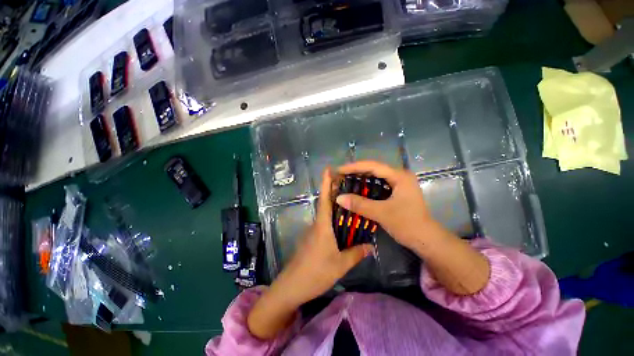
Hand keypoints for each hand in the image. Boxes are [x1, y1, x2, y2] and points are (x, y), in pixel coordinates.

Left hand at [247, 168, 372, 339]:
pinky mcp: (312, 239)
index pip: (324, 199)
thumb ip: (356, 254)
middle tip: (348, 182)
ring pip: (325, 214)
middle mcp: (317, 224)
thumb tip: (370, 246)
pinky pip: (324, 224)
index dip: (326, 183)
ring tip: (350, 200)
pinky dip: (333, 219)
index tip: (328, 169)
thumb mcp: (340, 265)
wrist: (291, 286)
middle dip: (334, 190)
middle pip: (326, 203)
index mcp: (322, 225)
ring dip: (335, 205)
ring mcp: (313, 232)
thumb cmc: (315, 272)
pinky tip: (342, 224)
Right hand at [335, 161, 439, 250]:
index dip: (354, 167)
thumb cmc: (407, 224)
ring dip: (361, 178)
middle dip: (356, 171)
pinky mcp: (397, 191)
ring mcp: (399, 183)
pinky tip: (358, 189)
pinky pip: (378, 184)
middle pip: (374, 169)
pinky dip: (367, 186)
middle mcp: (400, 176)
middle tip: (340, 175)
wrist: (426, 240)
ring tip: (346, 180)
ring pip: (376, 176)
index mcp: (399, 176)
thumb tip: (338, 198)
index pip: (373, 166)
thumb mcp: (381, 213)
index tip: (339, 170)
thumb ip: (359, 204)